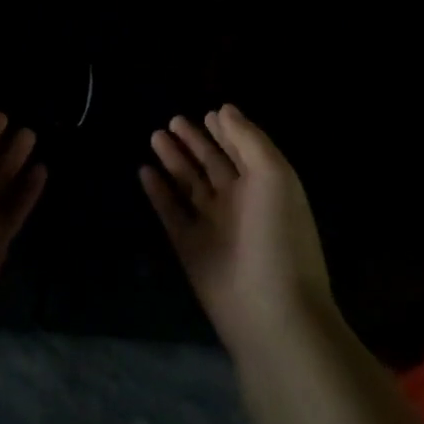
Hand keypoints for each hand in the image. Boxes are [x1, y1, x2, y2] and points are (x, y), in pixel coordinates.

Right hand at [141, 104, 333, 351]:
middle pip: (213, 165)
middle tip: (172, 119)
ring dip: (174, 160)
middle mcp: (239, 204)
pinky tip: (143, 171)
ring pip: (189, 185)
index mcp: (265, 187)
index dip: (226, 132)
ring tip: (155, 135)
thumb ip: (249, 139)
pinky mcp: (190, 249)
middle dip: (195, 142)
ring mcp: (213, 227)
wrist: (273, 313)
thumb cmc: (279, 236)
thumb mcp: (274, 175)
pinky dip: (158, 192)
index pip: (242, 151)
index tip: (209, 112)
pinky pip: (171, 213)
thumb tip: (225, 110)